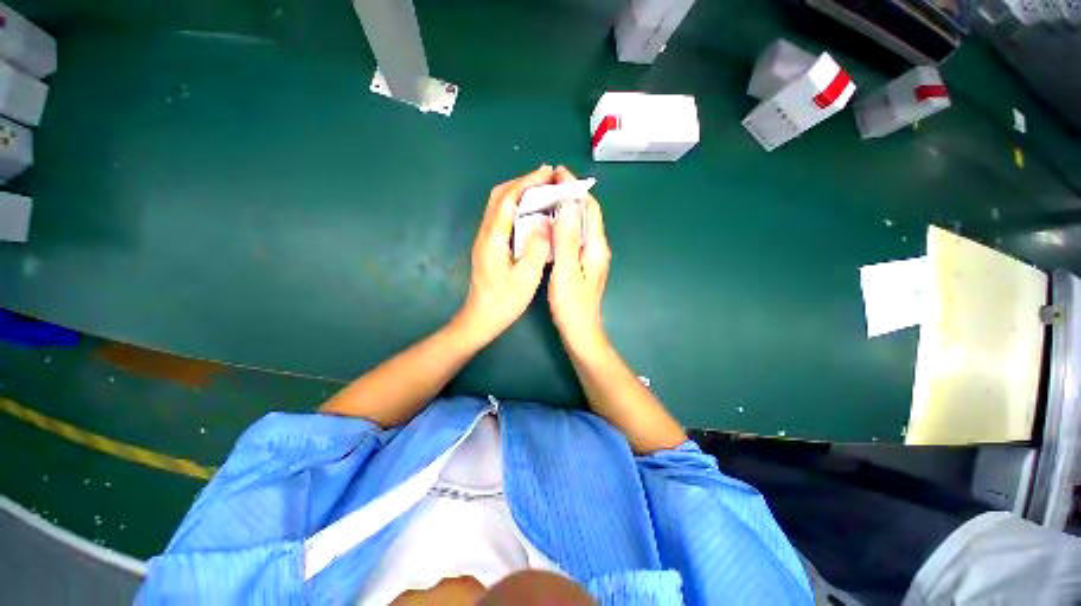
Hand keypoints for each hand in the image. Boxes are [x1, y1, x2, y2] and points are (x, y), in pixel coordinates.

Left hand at [456, 165, 555, 343]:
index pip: (508, 199)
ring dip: (518, 193)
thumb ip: (536, 248)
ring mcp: (484, 239)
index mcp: (493, 238)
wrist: (480, 318)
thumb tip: (546, 221)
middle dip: (522, 182)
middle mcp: (485, 233)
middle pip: (499, 196)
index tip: (547, 172)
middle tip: (546, 179)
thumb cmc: (504, 301)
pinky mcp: (488, 246)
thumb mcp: (526, 278)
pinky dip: (516, 207)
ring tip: (541, 191)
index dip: (527, 182)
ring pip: (498, 205)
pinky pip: (501, 217)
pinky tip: (530, 214)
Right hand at [549, 166, 610, 354]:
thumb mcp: (566, 271)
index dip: (576, 188)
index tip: (557, 173)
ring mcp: (590, 257)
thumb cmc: (572, 305)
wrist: (580, 332)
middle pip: (586, 214)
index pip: (590, 208)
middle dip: (570, 195)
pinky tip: (549, 227)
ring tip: (545, 200)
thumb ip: (567, 239)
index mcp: (596, 246)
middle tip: (547, 184)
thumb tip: (568, 204)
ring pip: (580, 225)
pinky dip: (563, 226)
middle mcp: (596, 248)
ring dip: (566, 209)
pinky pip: (574, 237)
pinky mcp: (583, 265)